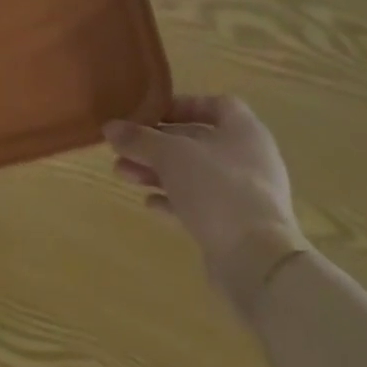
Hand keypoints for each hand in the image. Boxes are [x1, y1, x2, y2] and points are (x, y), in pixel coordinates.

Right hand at [105, 95, 308, 320]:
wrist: (256, 261)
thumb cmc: (217, 189)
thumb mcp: (170, 155)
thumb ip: (139, 139)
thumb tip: (109, 127)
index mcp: (244, 131)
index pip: (216, 105)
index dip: (182, 105)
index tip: (150, 114)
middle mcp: (248, 158)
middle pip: (197, 141)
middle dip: (156, 143)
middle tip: (123, 147)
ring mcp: (244, 194)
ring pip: (194, 173)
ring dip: (157, 171)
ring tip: (121, 173)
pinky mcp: (236, 225)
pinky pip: (199, 203)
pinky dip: (173, 200)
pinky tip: (148, 203)